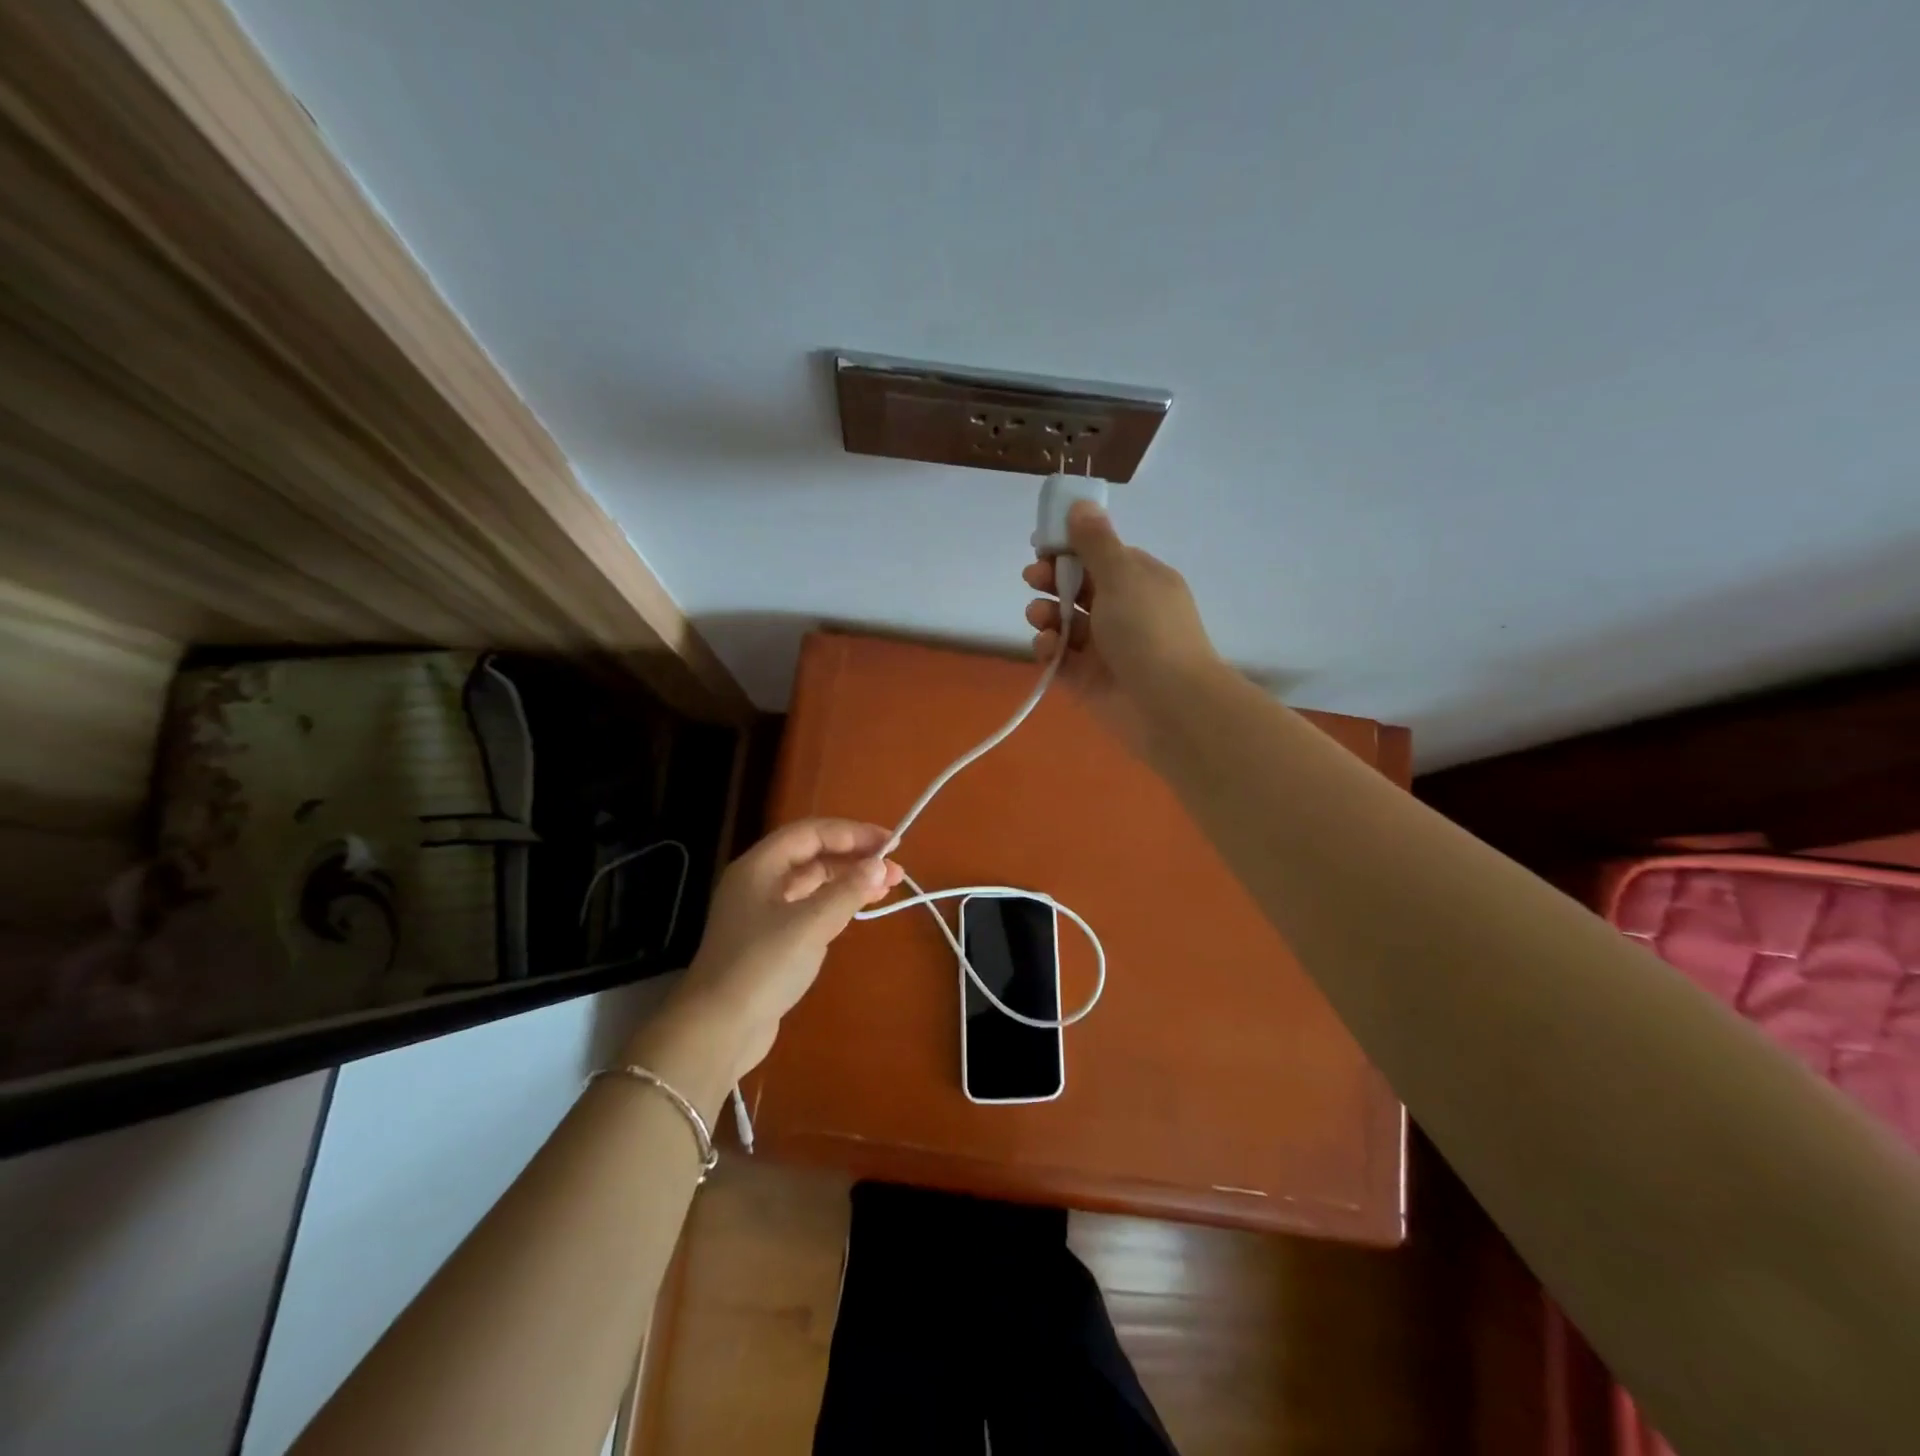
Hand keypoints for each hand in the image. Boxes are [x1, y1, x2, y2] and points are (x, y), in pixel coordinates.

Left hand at [653, 819, 902, 1084]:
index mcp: (759, 866)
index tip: (891, 843)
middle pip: (812, 855)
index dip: (852, 832)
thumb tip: (880, 866)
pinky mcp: (768, 940)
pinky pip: (808, 908)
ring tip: (886, 889)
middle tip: (895, 871)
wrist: (717, 1031)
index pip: (811, 833)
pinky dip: (835, 904)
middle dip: (854, 858)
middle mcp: (758, 882)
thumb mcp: (810, 924)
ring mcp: (761, 912)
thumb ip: (848, 891)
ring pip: (812, 883)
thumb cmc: (762, 966)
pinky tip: (856, 911)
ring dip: (848, 881)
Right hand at [1022, 500, 1217, 750]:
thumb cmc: (1148, 631)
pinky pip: (1060, 658)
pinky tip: (1046, 646)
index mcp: (1140, 581)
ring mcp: (1105, 648)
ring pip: (1065, 623)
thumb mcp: (1122, 575)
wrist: (1170, 706)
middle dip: (1052, 580)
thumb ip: (1095, 542)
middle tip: (1034, 578)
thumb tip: (1081, 504)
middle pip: (1077, 588)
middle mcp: (1123, 611)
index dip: (1070, 548)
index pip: (1100, 556)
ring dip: (1046, 613)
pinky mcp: (1088, 680)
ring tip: (1040, 616)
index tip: (1043, 544)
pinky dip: (1048, 649)